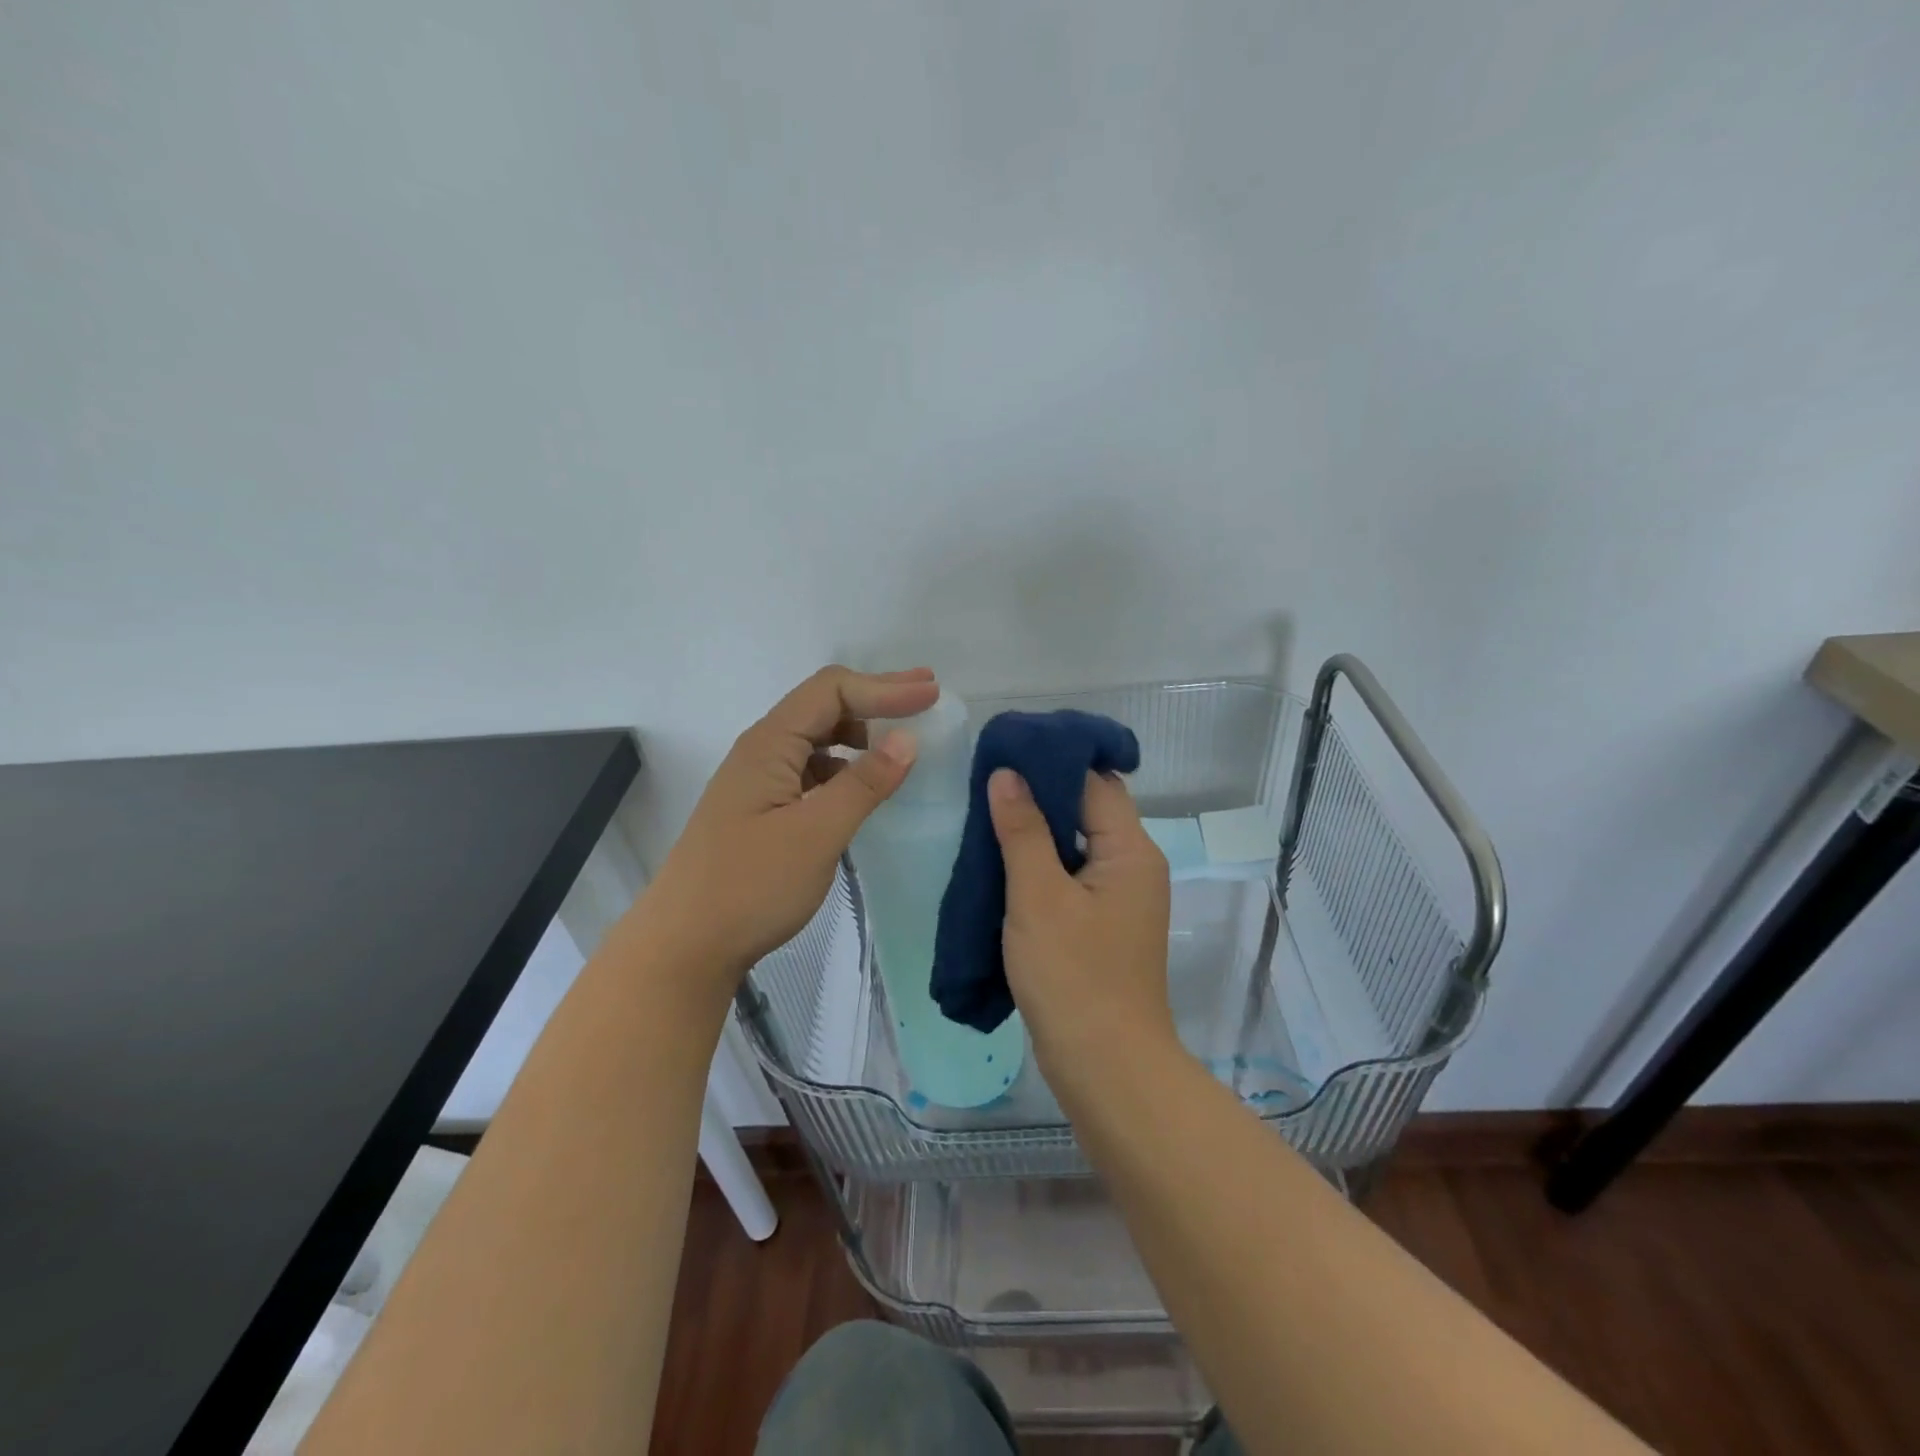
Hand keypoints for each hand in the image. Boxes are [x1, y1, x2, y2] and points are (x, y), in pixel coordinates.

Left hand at [641, 666, 938, 993]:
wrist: (685, 946)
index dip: (884, 687)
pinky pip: (810, 769)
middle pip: (823, 705)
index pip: (832, 691)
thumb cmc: (751, 887)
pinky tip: (862, 783)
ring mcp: (759, 781)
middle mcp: (762, 751)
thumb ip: (864, 784)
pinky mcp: (762, 809)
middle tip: (926, 692)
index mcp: (770, 745)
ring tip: (900, 738)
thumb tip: (907, 739)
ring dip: (860, 730)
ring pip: (816, 738)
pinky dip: (844, 765)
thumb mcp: (817, 834)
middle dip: (876, 696)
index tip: (931, 695)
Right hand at [987, 767, 1176, 1093]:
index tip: (1003, 752)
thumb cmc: (1073, 975)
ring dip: (1037, 833)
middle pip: (1088, 810)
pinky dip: (1042, 866)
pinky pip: (1072, 877)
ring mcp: (1121, 899)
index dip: (1050, 763)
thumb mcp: (1037, 897)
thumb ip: (1022, 830)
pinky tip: (1003, 865)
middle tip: (987, 784)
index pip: (1094, 782)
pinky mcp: (1104, 925)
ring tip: (986, 817)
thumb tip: (1007, 774)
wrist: (1106, 1067)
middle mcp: (1134, 866)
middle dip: (1039, 795)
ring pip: (1077, 845)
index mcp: (1131, 851)